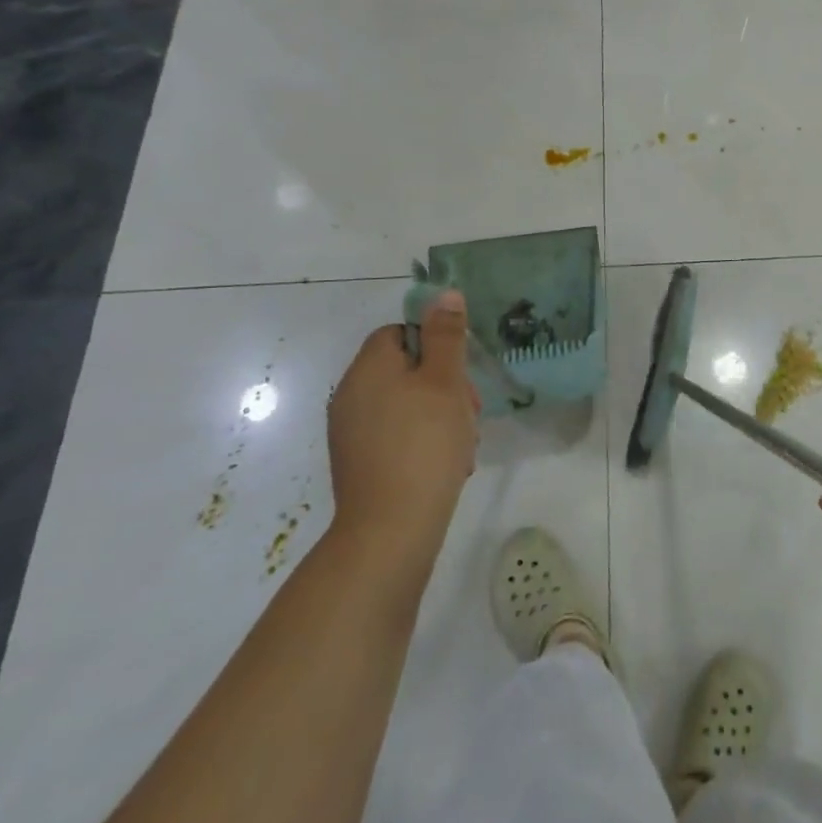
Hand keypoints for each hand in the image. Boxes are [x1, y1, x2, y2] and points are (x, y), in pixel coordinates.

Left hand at [326, 299, 478, 566]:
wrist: (391, 529)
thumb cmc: (424, 444)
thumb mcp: (445, 381)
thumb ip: (446, 335)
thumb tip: (443, 293)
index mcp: (368, 368)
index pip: (400, 333)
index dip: (436, 345)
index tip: (461, 372)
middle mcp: (351, 395)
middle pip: (406, 369)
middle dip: (445, 385)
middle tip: (470, 411)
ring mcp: (351, 432)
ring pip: (407, 404)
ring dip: (440, 415)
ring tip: (463, 444)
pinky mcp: (359, 463)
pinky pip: (397, 435)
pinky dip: (423, 441)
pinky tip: (447, 464)